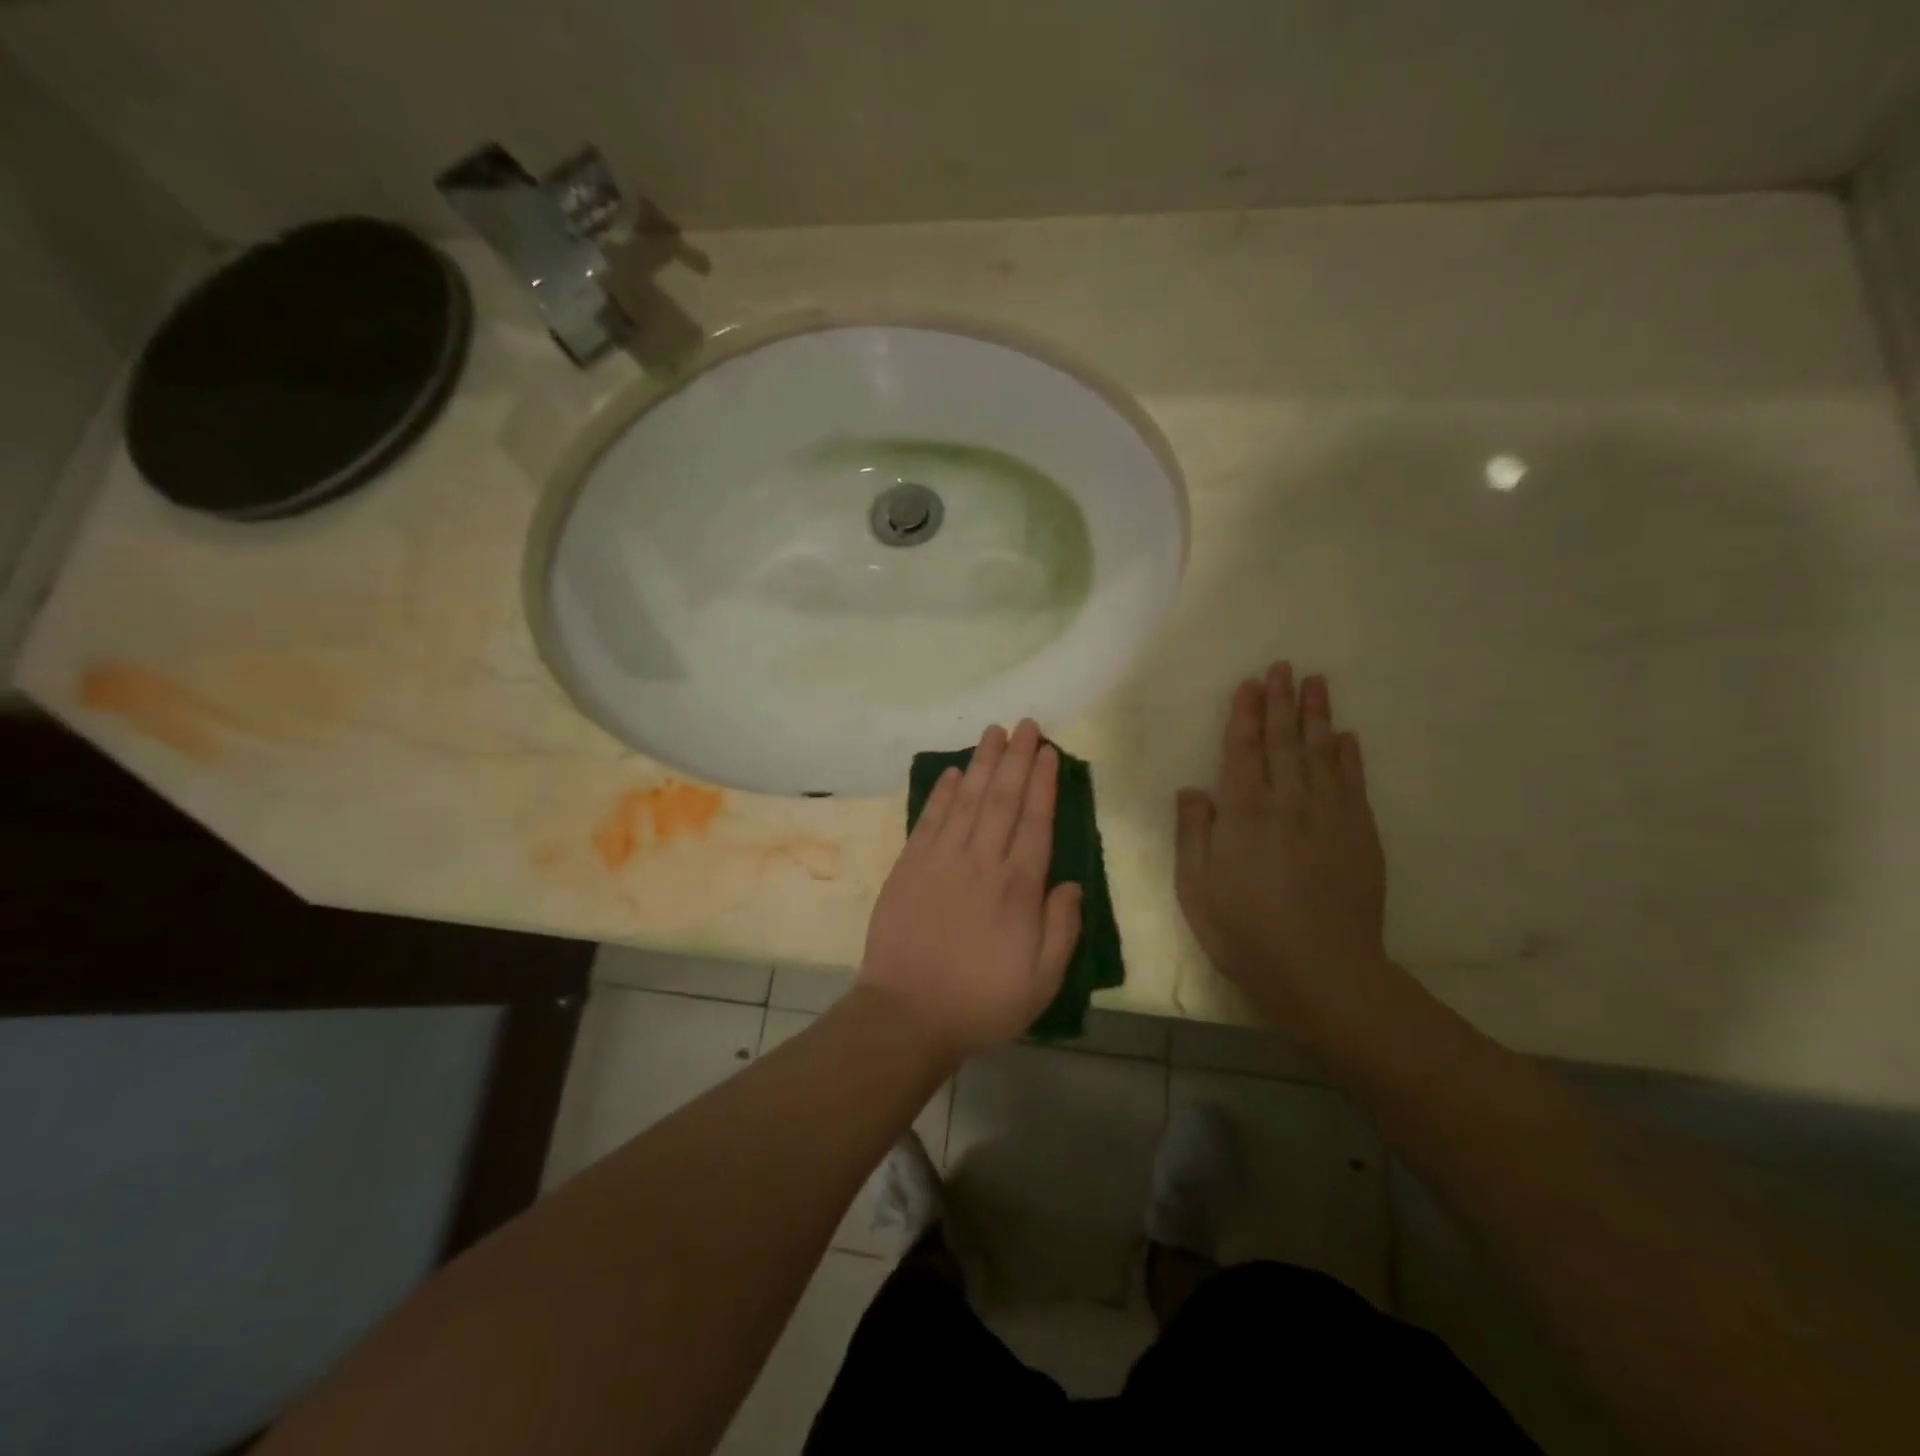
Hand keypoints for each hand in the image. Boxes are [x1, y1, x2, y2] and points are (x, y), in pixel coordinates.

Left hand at [858, 720, 1082, 1060]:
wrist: (907, 1014)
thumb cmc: (981, 1002)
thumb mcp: (1041, 981)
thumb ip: (1062, 929)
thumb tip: (1072, 884)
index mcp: (1018, 888)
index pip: (1035, 821)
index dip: (1042, 783)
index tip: (1048, 752)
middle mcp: (981, 862)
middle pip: (1002, 799)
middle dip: (1016, 758)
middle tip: (1026, 724)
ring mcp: (941, 860)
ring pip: (967, 799)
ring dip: (982, 763)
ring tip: (994, 732)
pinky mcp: (910, 866)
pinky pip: (930, 819)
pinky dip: (942, 793)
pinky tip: (953, 772)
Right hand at [1175, 663, 1387, 1021]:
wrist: (1322, 970)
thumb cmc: (1244, 931)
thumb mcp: (1196, 887)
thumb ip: (1193, 832)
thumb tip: (1194, 789)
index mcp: (1244, 812)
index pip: (1244, 750)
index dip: (1245, 715)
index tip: (1249, 684)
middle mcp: (1288, 802)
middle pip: (1285, 741)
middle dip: (1282, 702)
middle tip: (1283, 667)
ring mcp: (1330, 816)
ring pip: (1322, 753)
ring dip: (1318, 716)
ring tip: (1316, 683)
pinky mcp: (1360, 835)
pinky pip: (1353, 784)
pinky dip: (1349, 756)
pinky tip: (1346, 737)